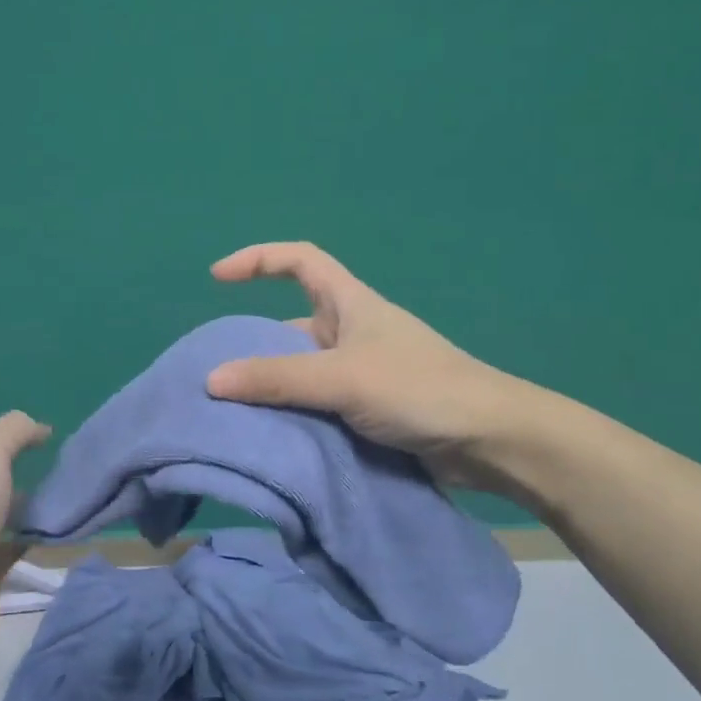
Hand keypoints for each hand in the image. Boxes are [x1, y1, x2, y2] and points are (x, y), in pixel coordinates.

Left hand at [0, 411, 50, 670]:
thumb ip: (16, 429)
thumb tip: (41, 429)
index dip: (14, 433)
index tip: (51, 438)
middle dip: (27, 469)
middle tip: (67, 468)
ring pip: (9, 510)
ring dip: (35, 505)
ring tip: (72, 497)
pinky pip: (19, 544)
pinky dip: (38, 538)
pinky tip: (63, 531)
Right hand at [206, 242, 530, 488]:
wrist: (488, 441)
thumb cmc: (419, 389)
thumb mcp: (342, 378)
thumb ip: (278, 379)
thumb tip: (212, 380)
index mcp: (350, 304)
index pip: (300, 260)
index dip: (258, 259)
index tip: (218, 278)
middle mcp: (352, 333)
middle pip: (291, 326)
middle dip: (255, 346)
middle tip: (216, 377)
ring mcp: (362, 373)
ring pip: (303, 372)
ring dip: (273, 390)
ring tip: (233, 415)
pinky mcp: (369, 410)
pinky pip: (319, 405)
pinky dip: (295, 416)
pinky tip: (271, 439)